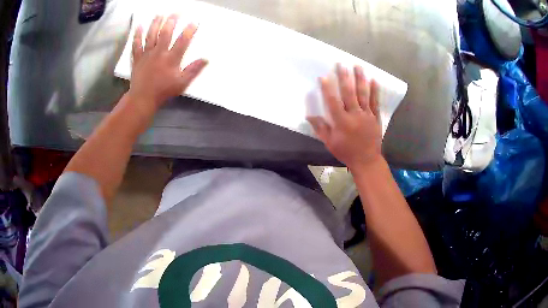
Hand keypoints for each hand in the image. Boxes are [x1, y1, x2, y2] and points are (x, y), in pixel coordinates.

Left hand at [128, 15, 207, 113]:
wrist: (142, 98)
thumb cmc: (163, 91)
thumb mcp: (181, 83)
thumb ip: (193, 70)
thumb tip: (205, 59)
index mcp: (171, 59)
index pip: (182, 41)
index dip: (189, 30)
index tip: (194, 22)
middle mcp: (159, 53)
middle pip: (165, 33)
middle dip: (171, 21)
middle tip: (176, 13)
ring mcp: (147, 54)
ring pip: (151, 35)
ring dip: (155, 23)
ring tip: (160, 14)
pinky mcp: (138, 58)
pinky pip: (137, 44)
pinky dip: (137, 35)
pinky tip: (139, 26)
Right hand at [307, 64, 382, 173]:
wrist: (367, 160)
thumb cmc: (346, 152)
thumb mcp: (330, 143)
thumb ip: (320, 128)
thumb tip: (309, 115)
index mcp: (342, 122)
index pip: (333, 102)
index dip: (327, 89)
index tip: (324, 77)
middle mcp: (354, 115)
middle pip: (349, 93)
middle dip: (344, 77)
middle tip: (341, 64)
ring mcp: (367, 115)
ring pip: (363, 94)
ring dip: (360, 79)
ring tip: (358, 66)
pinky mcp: (375, 117)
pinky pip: (375, 102)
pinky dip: (375, 91)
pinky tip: (374, 80)